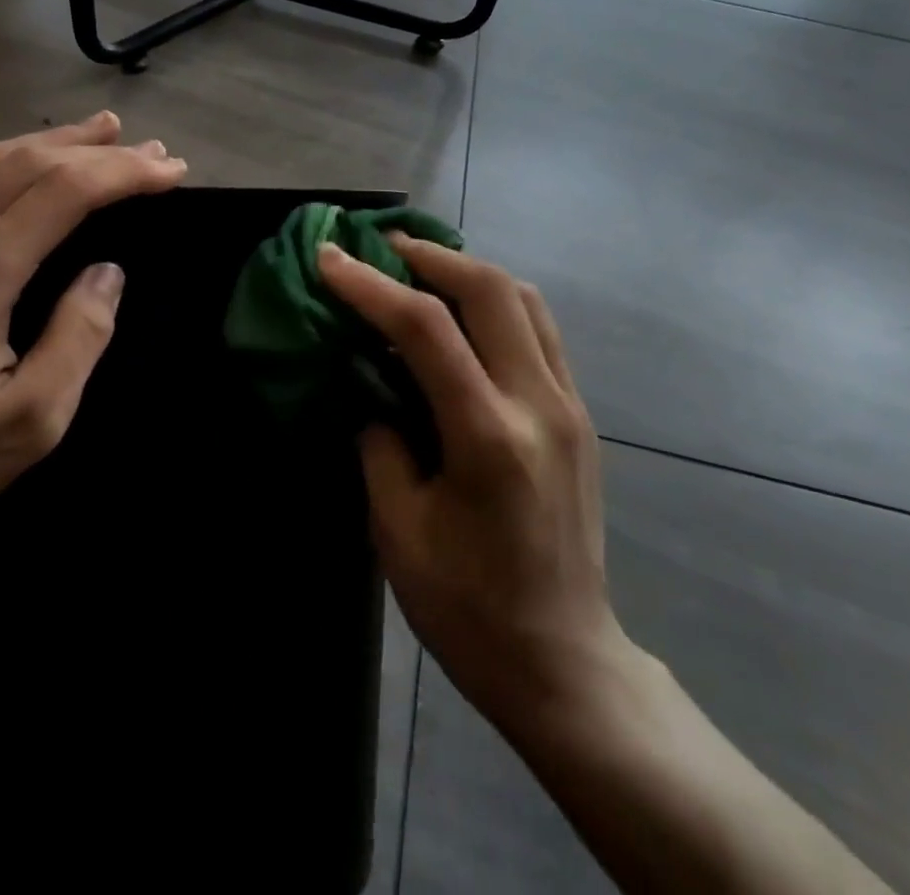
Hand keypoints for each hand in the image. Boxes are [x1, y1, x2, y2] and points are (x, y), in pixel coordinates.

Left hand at [0, 112, 187, 553]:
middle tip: (150, 149)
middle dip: (96, 151)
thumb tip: (107, 271)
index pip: (60, 193)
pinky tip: (24, 158)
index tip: (170, 170)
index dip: (122, 174)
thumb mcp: (34, 418)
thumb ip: (79, 335)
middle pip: (25, 164)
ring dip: (49, 142)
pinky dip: (1, 158)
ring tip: (101, 131)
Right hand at [318, 234, 623, 732]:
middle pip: (491, 289)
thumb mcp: (398, 531)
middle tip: (383, 249)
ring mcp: (570, 405)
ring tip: (422, 271)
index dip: (371, 284)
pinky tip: (465, 316)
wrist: (564, 661)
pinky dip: (498, 302)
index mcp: (488, 437)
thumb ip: (380, 442)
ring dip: (469, 271)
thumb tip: (371, 384)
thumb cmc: (469, 609)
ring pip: (525, 299)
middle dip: (430, 255)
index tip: (329, 256)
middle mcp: (539, 404)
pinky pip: (540, 330)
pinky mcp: (580, 414)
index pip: (427, 328)